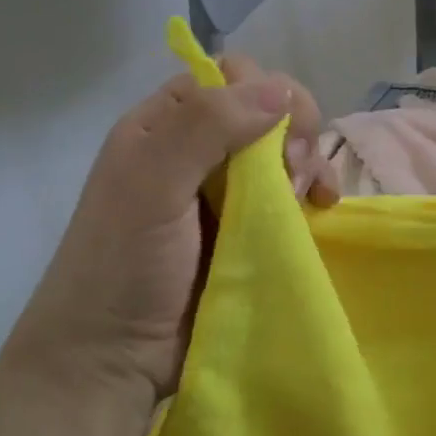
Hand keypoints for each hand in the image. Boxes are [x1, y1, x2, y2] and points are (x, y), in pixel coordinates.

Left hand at [1, 55, 338, 417]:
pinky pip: (292, 194)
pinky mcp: (249, 228)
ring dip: (307, 164)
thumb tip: (281, 90)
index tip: (280, 136)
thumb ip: (206, 127)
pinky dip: (312, 193)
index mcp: (163, 125)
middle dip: (294, 132)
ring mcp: (226, 191)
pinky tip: (322, 207)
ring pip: (285, 151)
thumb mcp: (151, 185)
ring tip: (310, 199)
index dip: (264, 94)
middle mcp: (197, 150)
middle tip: (293, 173)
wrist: (113, 357)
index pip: (230, 78)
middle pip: (266, 111)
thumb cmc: (123, 265)